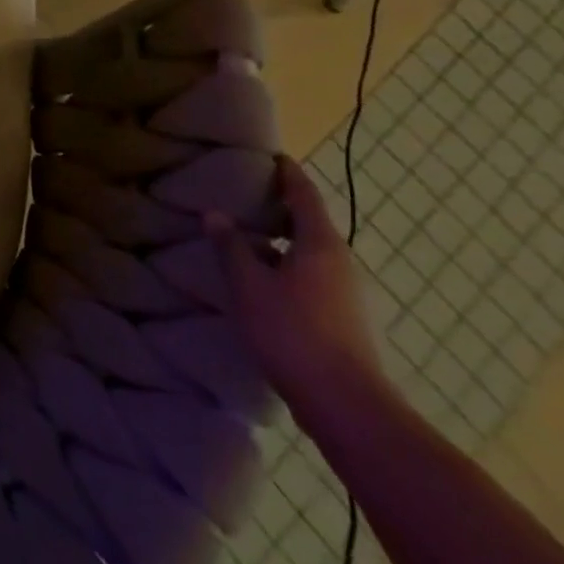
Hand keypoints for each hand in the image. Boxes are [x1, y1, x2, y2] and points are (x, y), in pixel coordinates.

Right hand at [208, 154, 387, 429]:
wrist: (347, 408)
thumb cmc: (294, 333)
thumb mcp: (249, 285)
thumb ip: (231, 247)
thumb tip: (216, 214)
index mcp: (321, 245)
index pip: (305, 195)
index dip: (289, 173)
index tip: (273, 156)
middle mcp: (340, 263)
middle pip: (311, 223)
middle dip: (281, 206)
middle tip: (247, 193)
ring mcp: (346, 294)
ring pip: (310, 253)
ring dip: (282, 240)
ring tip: (246, 236)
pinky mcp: (343, 320)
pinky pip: (311, 276)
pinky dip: (287, 265)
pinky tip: (262, 280)